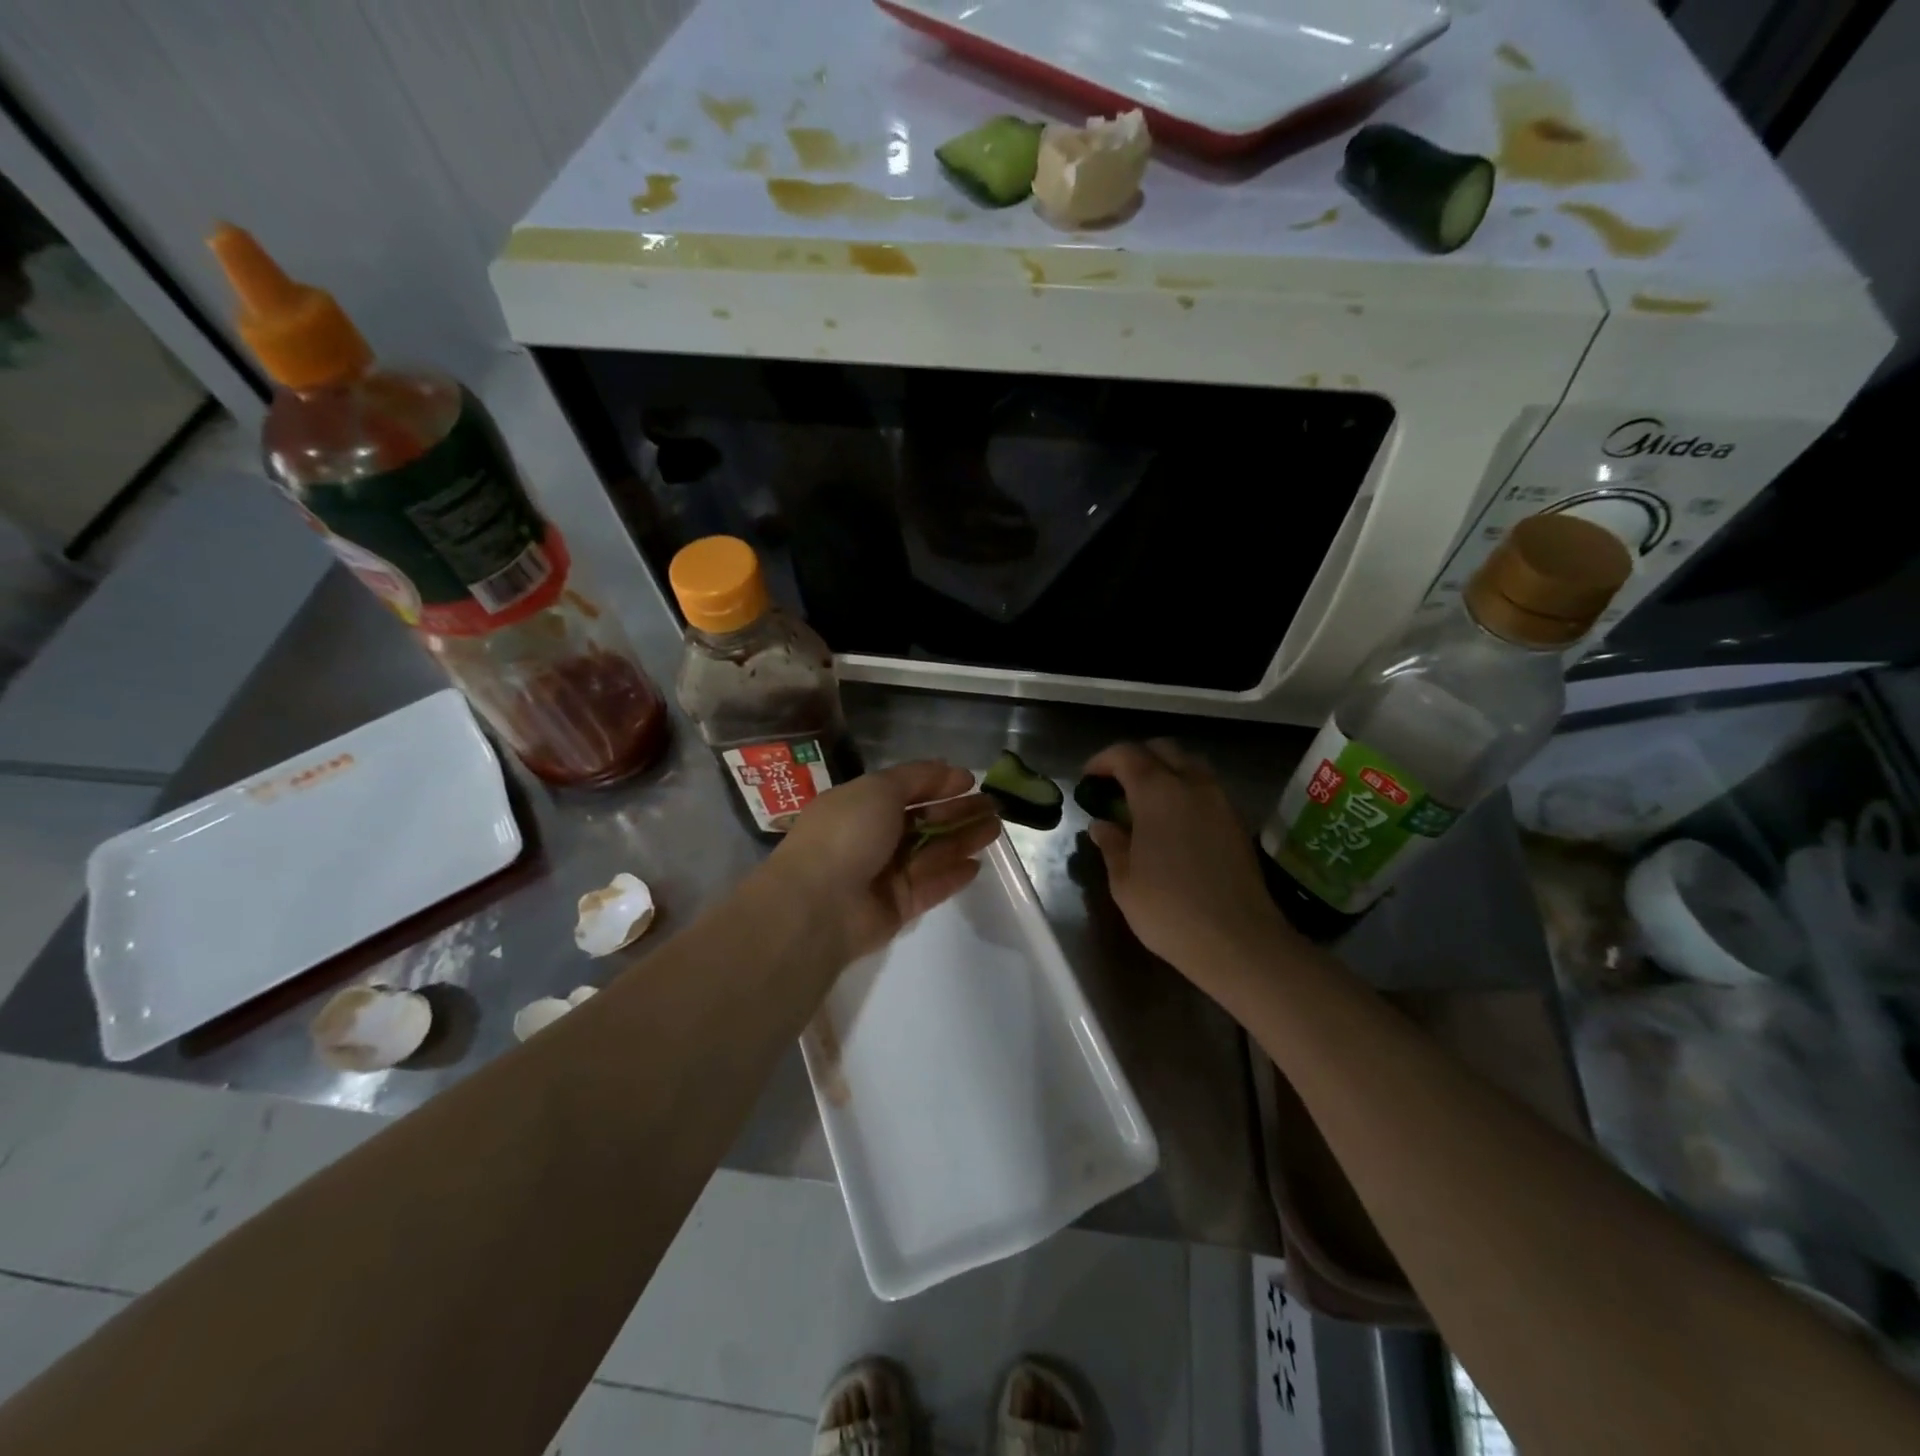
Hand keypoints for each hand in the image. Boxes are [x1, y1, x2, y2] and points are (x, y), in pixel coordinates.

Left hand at [763, 761, 1001, 962]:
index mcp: (860, 805)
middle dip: (958, 812)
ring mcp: (884, 874)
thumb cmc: (846, 833)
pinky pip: (931, 887)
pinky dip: (952, 876)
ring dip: (963, 839)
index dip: (938, 784)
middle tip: (994, 806)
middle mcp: (872, 837)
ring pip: (932, 852)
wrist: (818, 903)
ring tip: (995, 829)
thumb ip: (917, 778)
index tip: (971, 781)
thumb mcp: (879, 789)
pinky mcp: (897, 907)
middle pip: (924, 821)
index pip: (906, 790)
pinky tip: (977, 865)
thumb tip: (948, 770)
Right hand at [1083, 740, 1293, 986]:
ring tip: (1146, 801)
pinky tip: (1174, 822)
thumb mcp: (1124, 881)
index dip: (1102, 761)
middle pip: (1163, 749)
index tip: (1088, 779)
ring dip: (1165, 771)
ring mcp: (1220, 801)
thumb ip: (1111, 844)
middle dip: (1136, 758)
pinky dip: (1186, 791)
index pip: (1126, 754)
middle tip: (1117, 785)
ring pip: (1190, 765)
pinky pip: (1207, 789)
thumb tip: (1102, 825)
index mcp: (1157, 791)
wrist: (1238, 941)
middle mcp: (1192, 784)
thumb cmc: (1169, 909)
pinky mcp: (1237, 822)